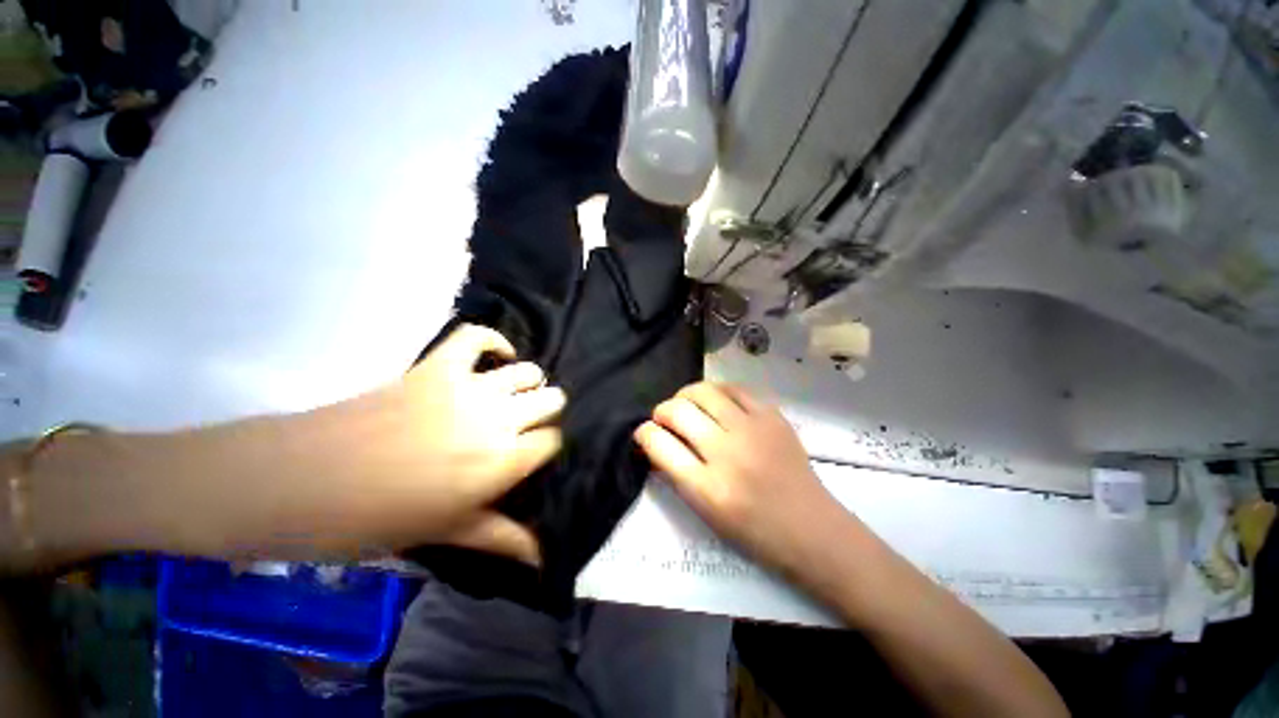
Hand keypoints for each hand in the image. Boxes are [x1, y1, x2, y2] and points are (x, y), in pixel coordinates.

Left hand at [390, 324, 564, 561]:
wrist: (338, 473)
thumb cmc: (398, 513)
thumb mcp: (455, 531)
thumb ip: (504, 539)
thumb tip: (542, 560)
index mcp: (505, 461)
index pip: (550, 442)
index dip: (546, 448)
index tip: (534, 457)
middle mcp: (496, 417)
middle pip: (545, 401)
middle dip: (544, 413)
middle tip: (525, 430)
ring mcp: (467, 385)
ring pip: (523, 372)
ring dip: (527, 383)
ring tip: (517, 397)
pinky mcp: (437, 364)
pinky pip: (475, 337)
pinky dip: (492, 341)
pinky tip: (499, 354)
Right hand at [634, 382, 847, 572]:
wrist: (806, 525)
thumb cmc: (753, 531)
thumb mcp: (706, 514)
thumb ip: (680, 478)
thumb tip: (658, 446)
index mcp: (706, 488)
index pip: (659, 445)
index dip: (644, 434)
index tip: (645, 435)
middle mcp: (726, 453)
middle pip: (678, 412)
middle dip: (661, 412)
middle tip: (663, 420)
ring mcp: (752, 430)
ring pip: (705, 392)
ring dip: (686, 396)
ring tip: (686, 406)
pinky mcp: (773, 418)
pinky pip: (736, 389)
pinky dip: (718, 392)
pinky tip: (715, 402)